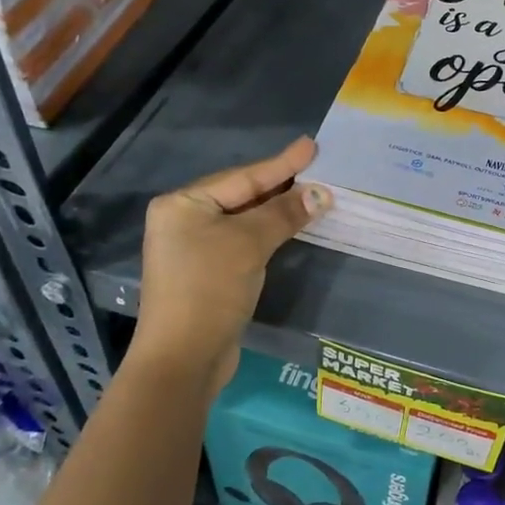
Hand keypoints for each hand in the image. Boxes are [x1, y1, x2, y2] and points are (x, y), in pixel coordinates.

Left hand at [132, 137, 331, 392]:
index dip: (281, 163)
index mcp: (182, 204)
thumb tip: (321, 193)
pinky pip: (243, 242)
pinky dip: (268, 233)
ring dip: (277, 210)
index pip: (242, 177)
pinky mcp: (208, 274)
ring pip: (244, 220)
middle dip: (280, 185)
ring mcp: (194, 249)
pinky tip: (291, 226)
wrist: (183, 358)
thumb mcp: (248, 244)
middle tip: (317, 168)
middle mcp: (183, 221)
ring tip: (312, 193)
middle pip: (241, 195)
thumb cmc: (209, 289)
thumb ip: (284, 214)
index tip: (311, 146)